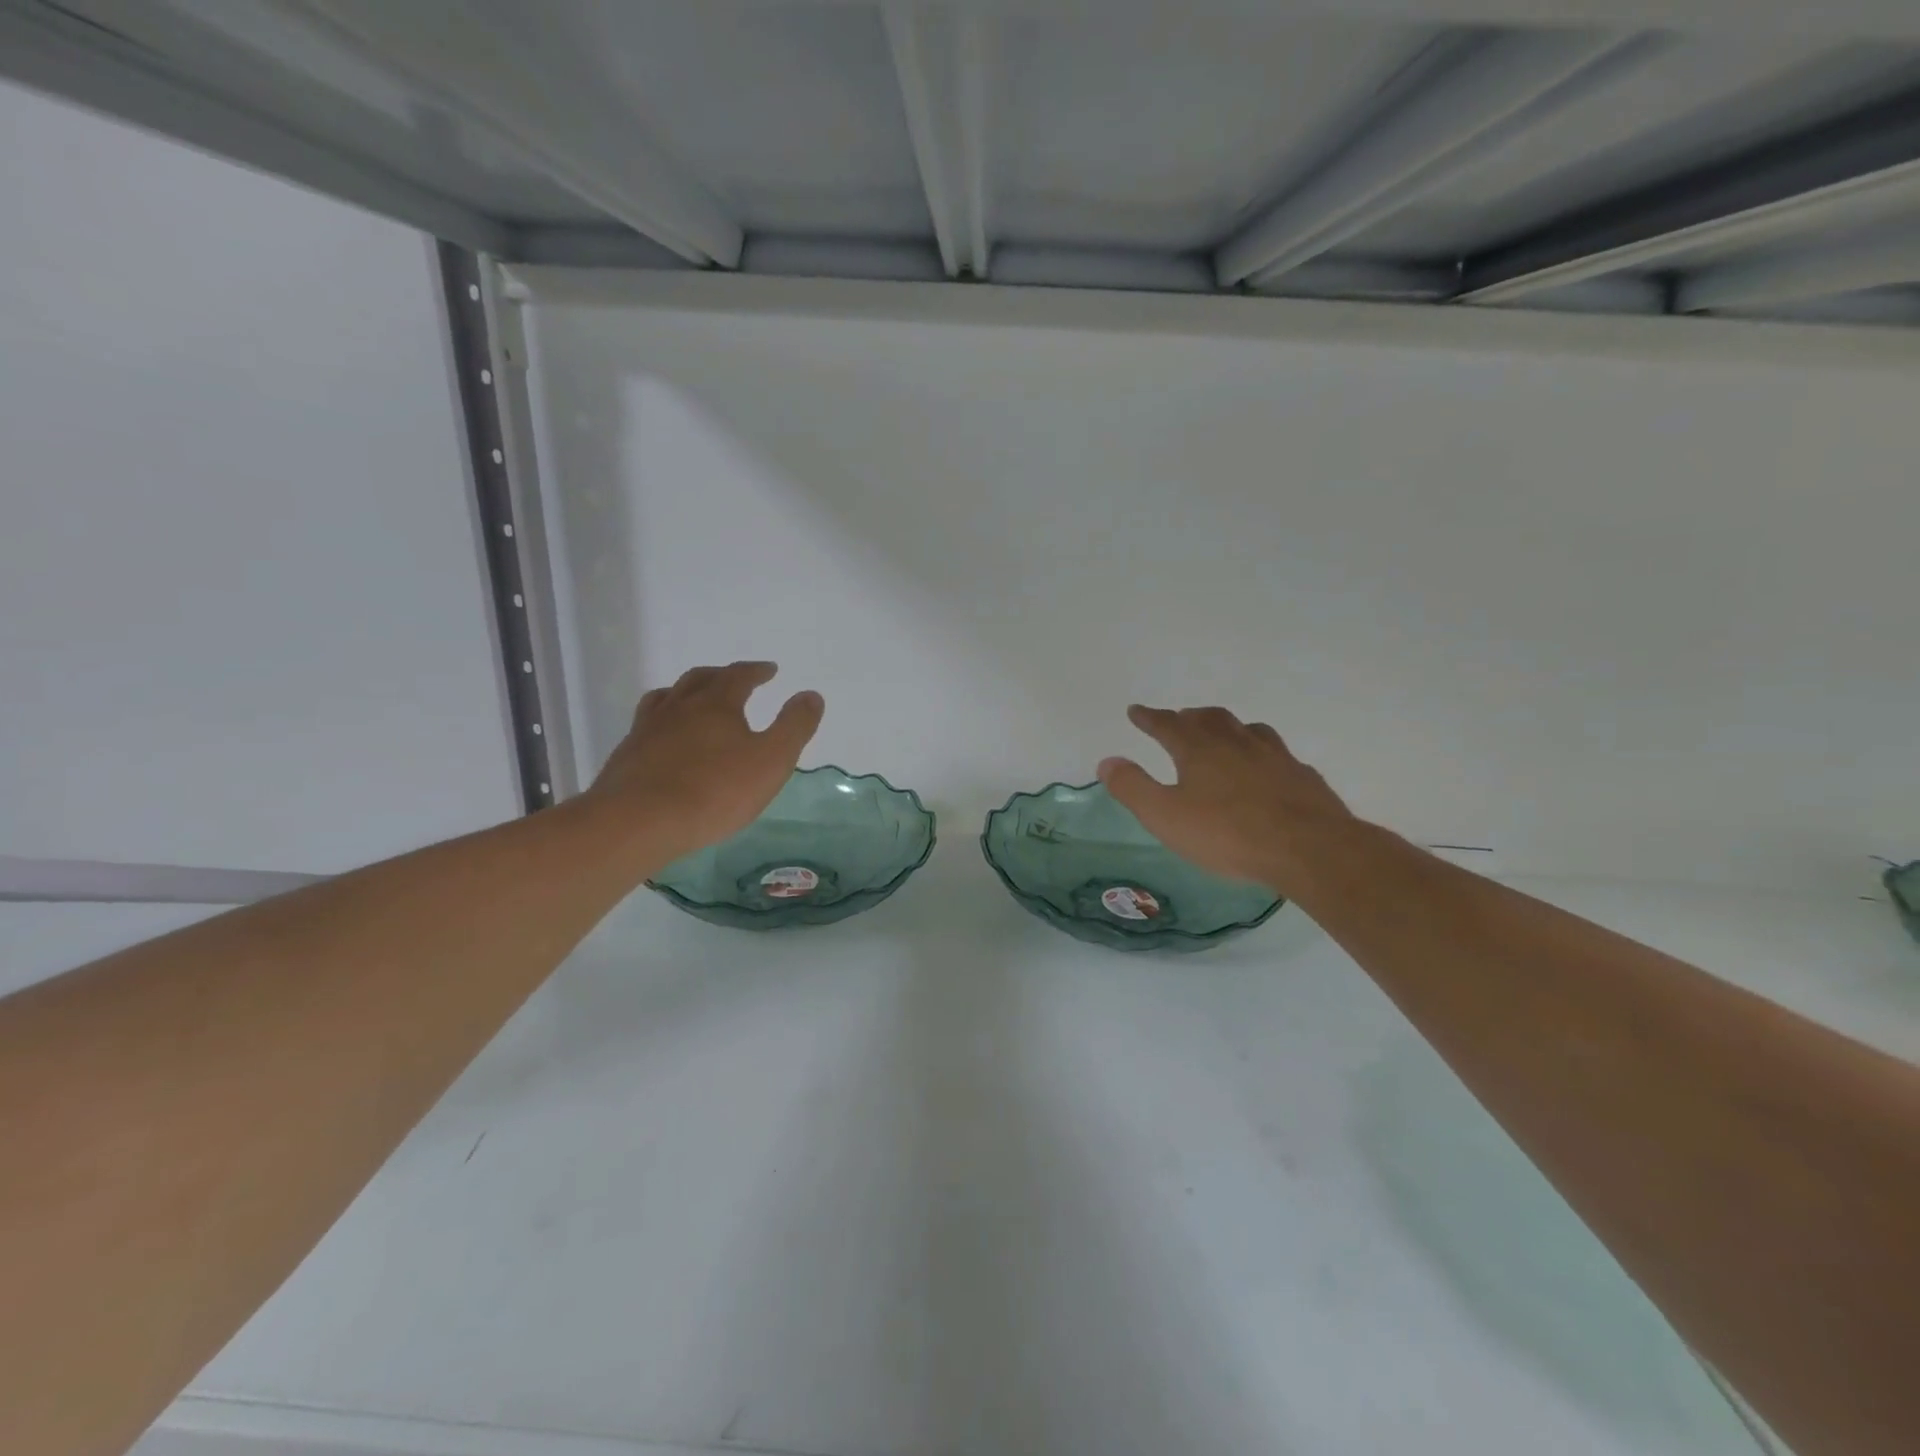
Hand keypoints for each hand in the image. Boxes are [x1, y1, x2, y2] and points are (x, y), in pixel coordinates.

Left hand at [587, 661, 823, 864]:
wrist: (640, 821)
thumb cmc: (715, 790)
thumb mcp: (772, 760)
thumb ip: (794, 726)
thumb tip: (812, 695)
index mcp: (716, 704)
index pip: (739, 676)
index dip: (756, 670)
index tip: (770, 669)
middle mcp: (679, 707)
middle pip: (699, 679)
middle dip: (721, 675)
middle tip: (734, 679)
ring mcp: (647, 729)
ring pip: (666, 697)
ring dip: (684, 692)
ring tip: (693, 698)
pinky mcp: (627, 755)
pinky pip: (646, 725)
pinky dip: (661, 721)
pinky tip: (663, 737)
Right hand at [1098, 705, 1357, 895]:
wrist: (1308, 848)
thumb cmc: (1227, 834)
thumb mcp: (1165, 816)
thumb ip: (1133, 787)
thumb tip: (1107, 761)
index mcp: (1199, 750)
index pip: (1167, 724)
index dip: (1149, 717)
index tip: (1136, 710)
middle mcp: (1236, 743)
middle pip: (1210, 719)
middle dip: (1189, 717)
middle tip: (1179, 718)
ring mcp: (1274, 757)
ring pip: (1247, 729)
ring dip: (1228, 727)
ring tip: (1222, 734)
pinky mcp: (1301, 776)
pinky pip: (1277, 753)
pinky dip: (1261, 752)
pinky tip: (1266, 767)